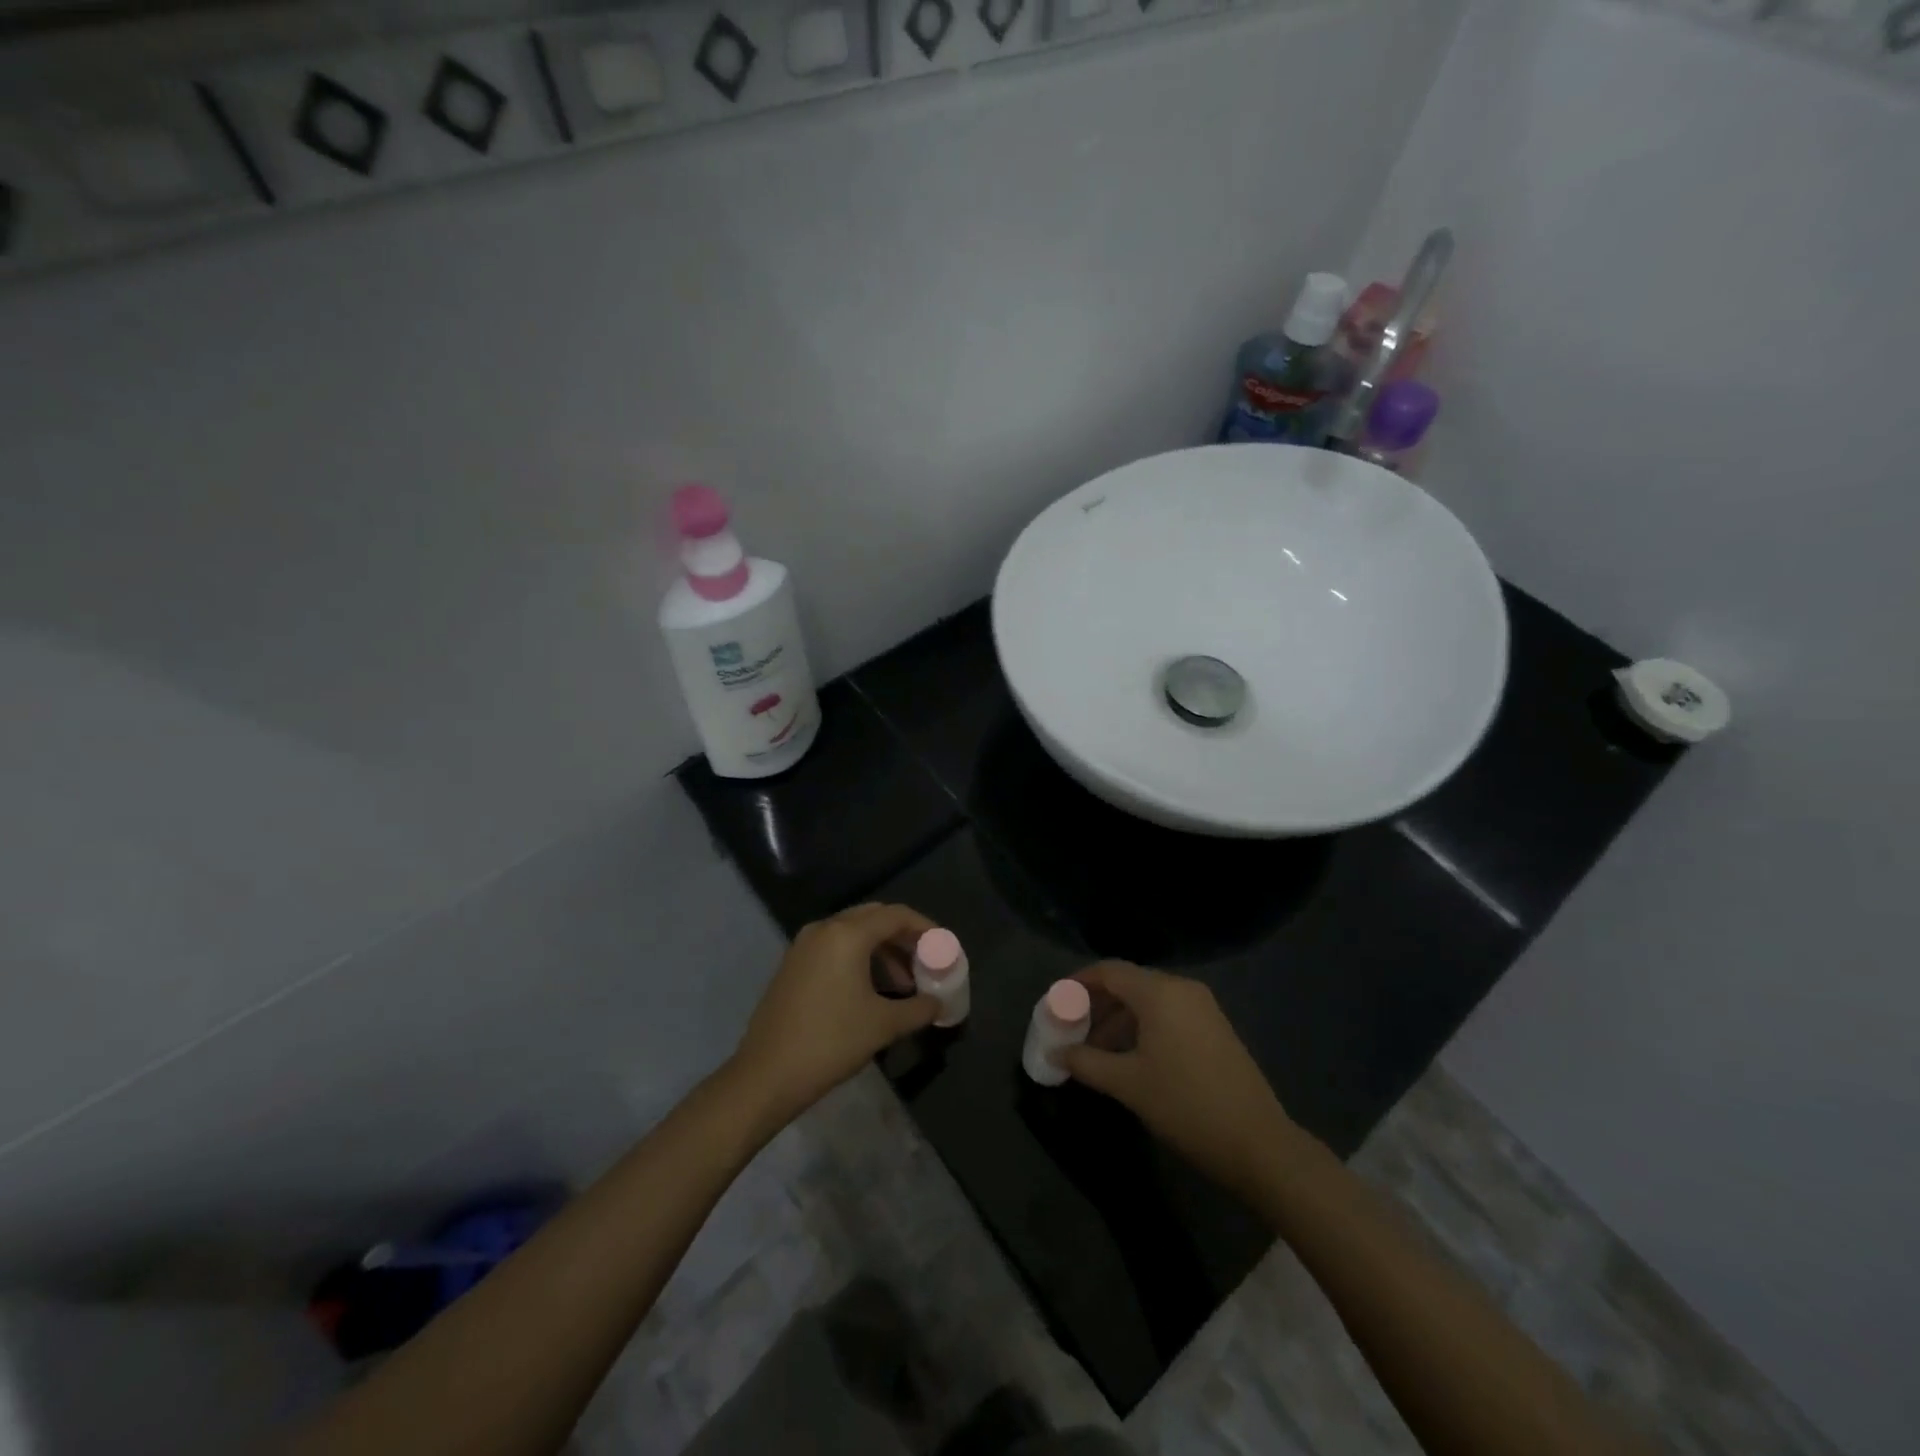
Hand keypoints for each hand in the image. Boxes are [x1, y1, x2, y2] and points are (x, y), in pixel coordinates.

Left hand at [729, 903, 940, 1128]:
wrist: (767, 1074)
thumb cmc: (831, 1042)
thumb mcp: (883, 1025)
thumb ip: (918, 1009)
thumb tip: (938, 1004)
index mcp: (847, 934)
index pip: (896, 915)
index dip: (925, 928)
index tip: (944, 947)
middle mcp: (824, 929)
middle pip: (874, 918)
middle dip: (904, 937)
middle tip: (926, 962)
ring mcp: (804, 946)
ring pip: (853, 933)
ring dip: (882, 951)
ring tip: (904, 985)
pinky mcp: (793, 965)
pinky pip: (835, 948)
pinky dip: (859, 959)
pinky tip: (872, 991)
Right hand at [1059, 961, 1306, 1198]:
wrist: (1258, 1144)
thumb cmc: (1185, 1105)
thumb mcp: (1127, 1084)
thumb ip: (1086, 1062)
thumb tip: (1054, 1053)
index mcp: (1160, 993)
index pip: (1109, 971)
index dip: (1078, 982)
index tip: (1055, 1002)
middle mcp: (1182, 989)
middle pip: (1128, 983)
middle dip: (1096, 1003)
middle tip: (1070, 1028)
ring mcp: (1203, 1008)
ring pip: (1148, 1000)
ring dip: (1118, 1018)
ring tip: (1094, 1049)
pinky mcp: (1215, 1028)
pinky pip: (1168, 1014)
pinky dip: (1142, 1026)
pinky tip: (1129, 1056)